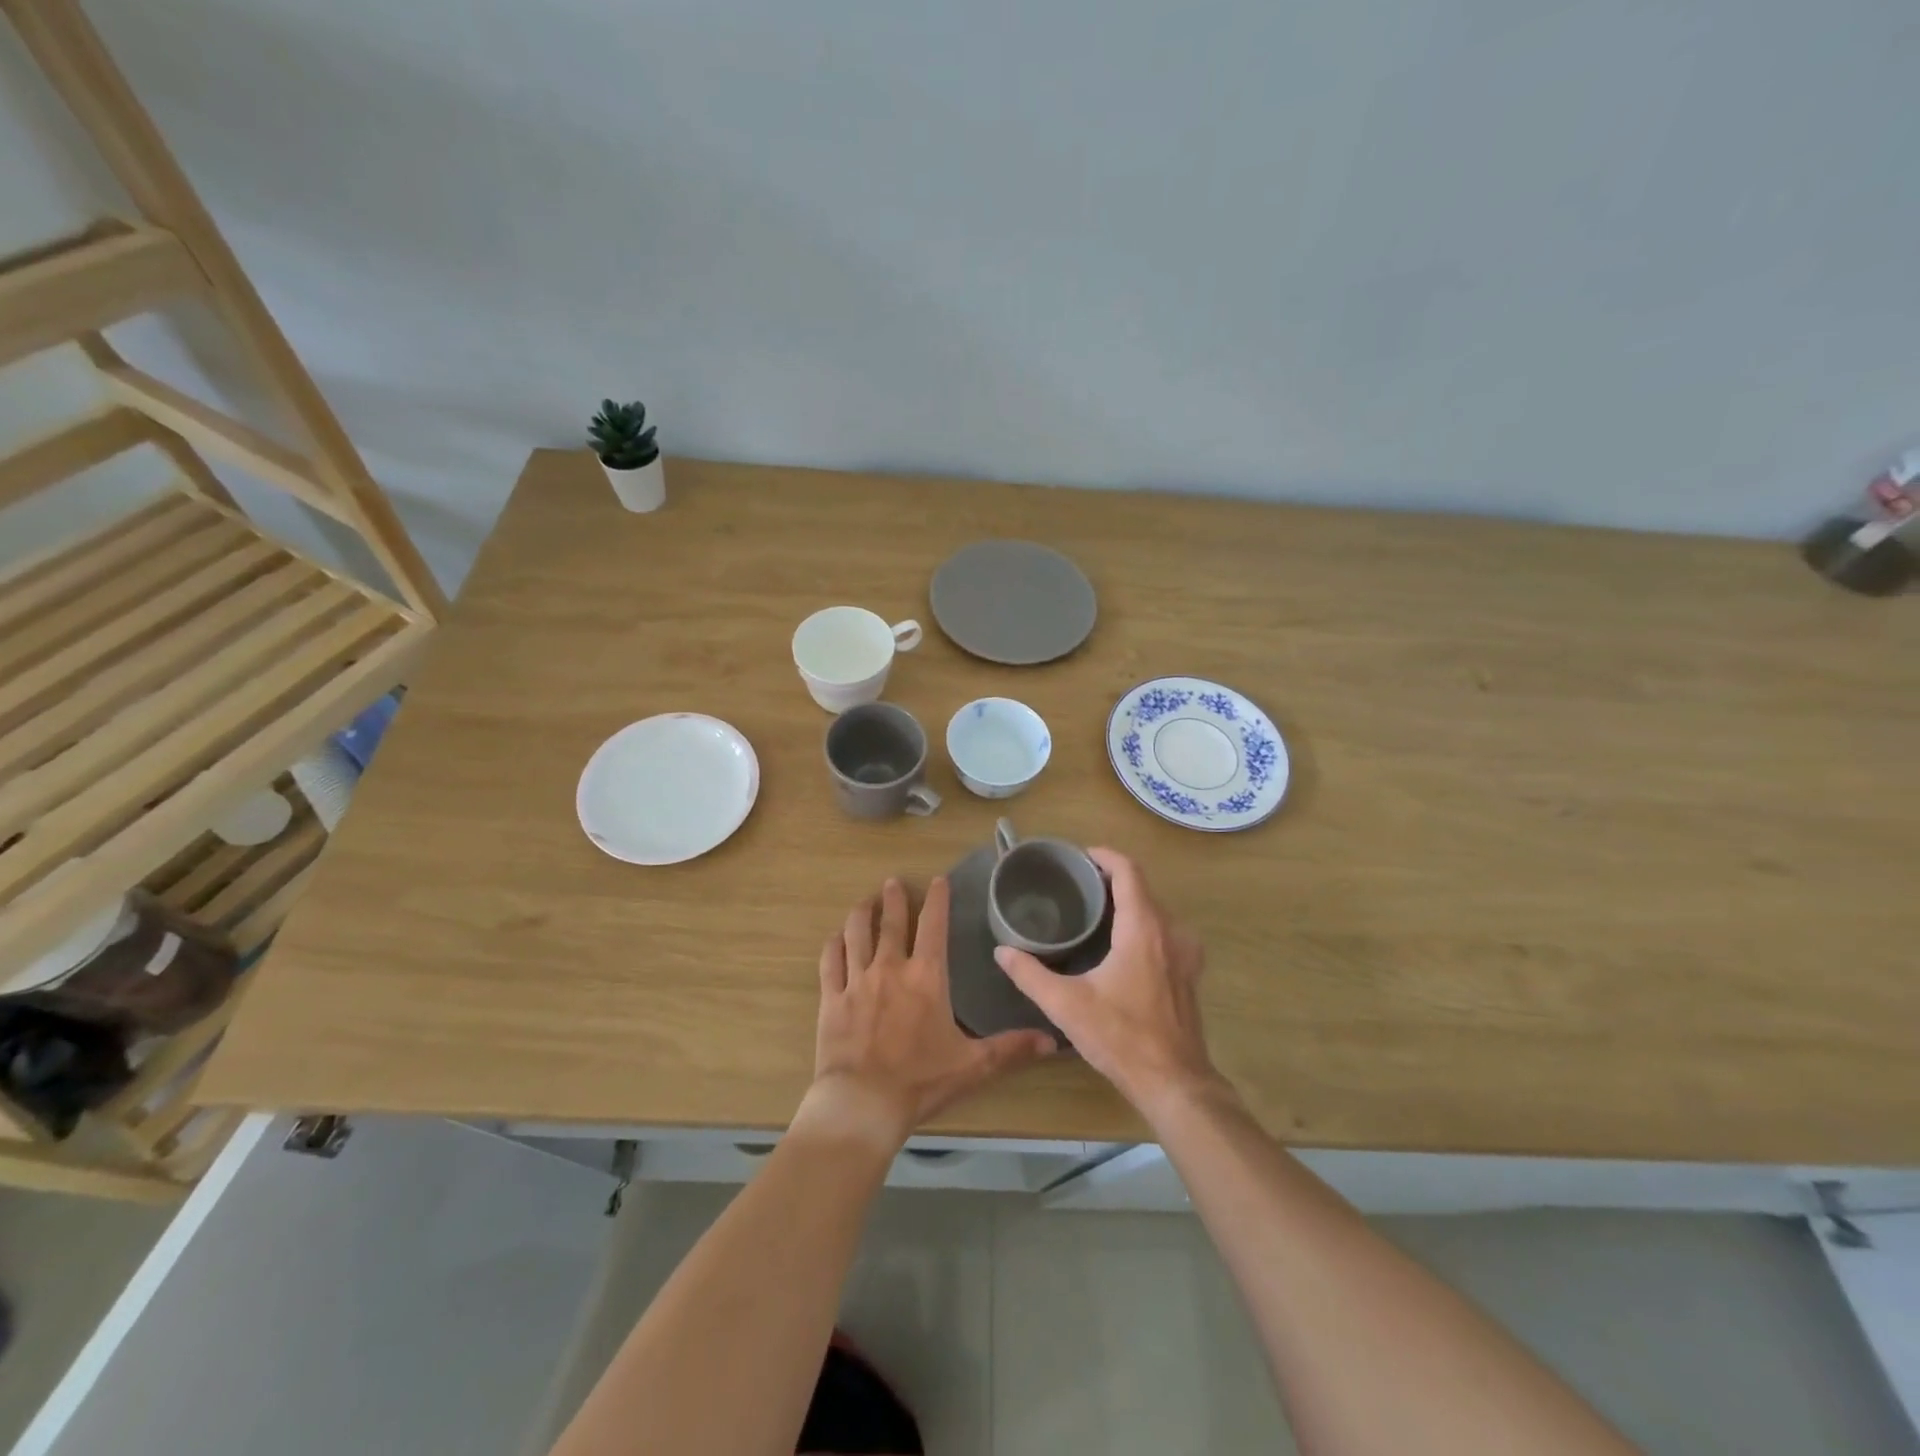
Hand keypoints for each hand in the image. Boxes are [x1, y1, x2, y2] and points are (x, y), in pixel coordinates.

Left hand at [804, 877, 1055, 1149]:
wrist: (863, 1102)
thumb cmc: (921, 1081)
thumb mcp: (973, 1066)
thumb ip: (1011, 1048)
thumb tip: (1052, 1040)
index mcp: (926, 977)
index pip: (933, 926)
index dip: (936, 899)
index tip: (937, 880)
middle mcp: (890, 968)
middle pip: (891, 922)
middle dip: (894, 898)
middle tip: (893, 881)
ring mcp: (857, 981)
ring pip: (857, 933)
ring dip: (862, 913)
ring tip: (865, 901)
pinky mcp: (832, 998)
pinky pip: (831, 961)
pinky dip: (834, 945)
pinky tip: (836, 937)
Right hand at [995, 848, 1221, 1116]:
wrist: (1174, 1083)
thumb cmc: (1121, 1037)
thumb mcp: (1067, 1005)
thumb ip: (1030, 975)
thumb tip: (1002, 951)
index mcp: (1144, 928)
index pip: (1129, 871)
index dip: (1105, 856)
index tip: (1080, 856)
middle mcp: (1171, 931)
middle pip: (1142, 888)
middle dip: (1112, 879)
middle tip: (1077, 885)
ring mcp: (1186, 953)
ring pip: (1156, 911)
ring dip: (1129, 903)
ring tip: (1095, 911)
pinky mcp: (1189, 973)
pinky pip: (1166, 932)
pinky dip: (1143, 924)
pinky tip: (1120, 945)